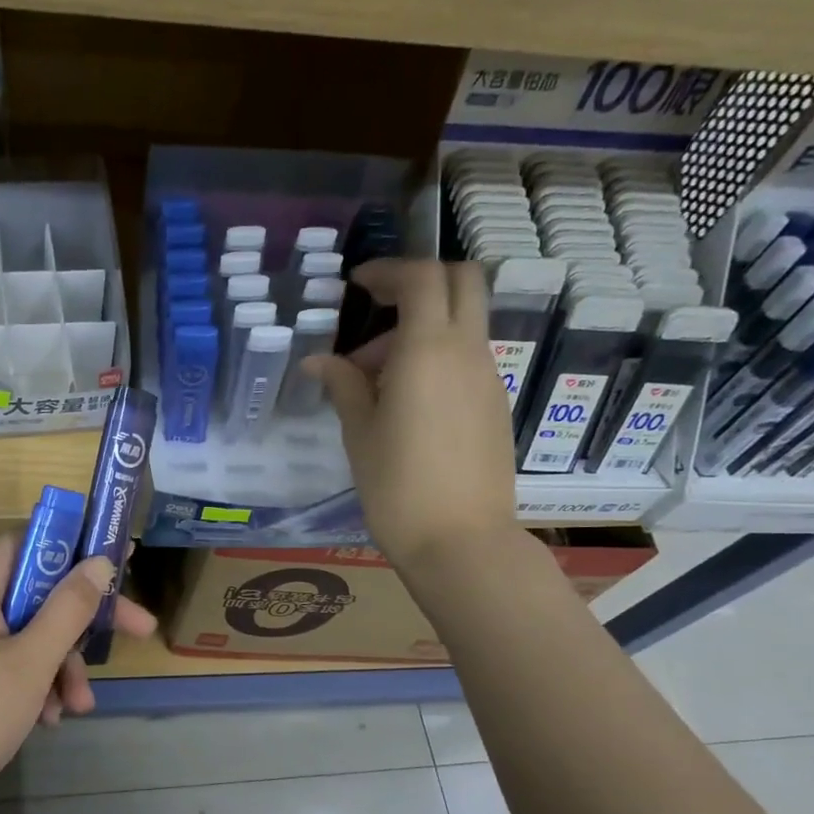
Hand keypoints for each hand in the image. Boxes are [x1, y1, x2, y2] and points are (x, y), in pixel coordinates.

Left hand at [0, 534, 157, 813]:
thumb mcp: (31, 661)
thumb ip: (70, 608)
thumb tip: (100, 562)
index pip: (33, 542)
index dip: (79, 550)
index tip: (123, 568)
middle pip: (36, 591)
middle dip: (80, 623)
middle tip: (137, 633)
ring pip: (27, 633)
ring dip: (59, 665)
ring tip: (77, 707)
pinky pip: (7, 661)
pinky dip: (33, 683)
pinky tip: (47, 720)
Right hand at [307, 259, 517, 571]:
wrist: (461, 542)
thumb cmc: (397, 487)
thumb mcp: (359, 434)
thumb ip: (343, 386)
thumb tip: (319, 361)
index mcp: (429, 351)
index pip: (420, 279)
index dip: (388, 270)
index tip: (356, 284)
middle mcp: (467, 352)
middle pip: (462, 282)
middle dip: (419, 282)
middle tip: (377, 309)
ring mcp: (488, 379)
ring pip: (461, 324)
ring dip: (420, 330)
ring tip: (372, 381)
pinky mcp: (494, 406)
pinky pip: (466, 359)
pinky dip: (436, 358)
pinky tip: (403, 403)